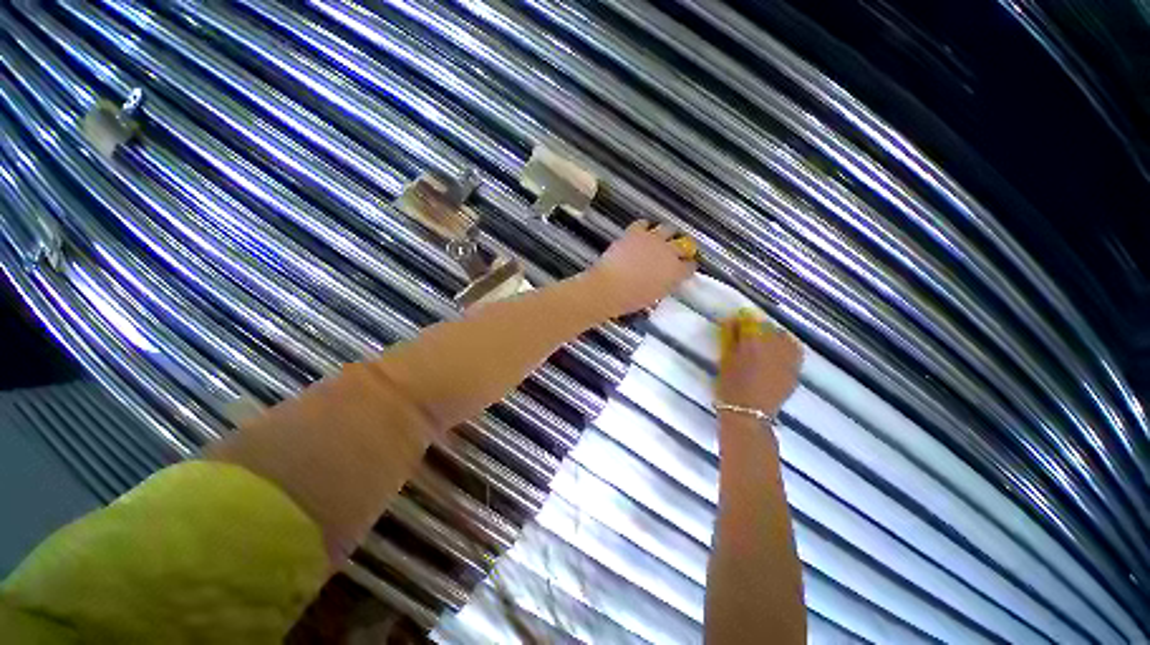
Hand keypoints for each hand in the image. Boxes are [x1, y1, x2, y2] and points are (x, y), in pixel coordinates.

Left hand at [588, 220, 696, 315]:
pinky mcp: (636, 232)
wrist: (610, 287)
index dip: (687, 267)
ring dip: (667, 234)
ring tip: (662, 239)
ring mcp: (653, 240)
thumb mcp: (655, 296)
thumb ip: (665, 285)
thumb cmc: (631, 298)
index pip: (690, 266)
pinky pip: (644, 223)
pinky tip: (643, 232)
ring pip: (668, 229)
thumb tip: (665, 280)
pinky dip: (645, 227)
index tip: (684, 269)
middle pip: (684, 244)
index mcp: (676, 272)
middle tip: (678, 251)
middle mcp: (669, 252)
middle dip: (683, 248)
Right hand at [717, 311, 802, 416]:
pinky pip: (793, 348)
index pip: (750, 319)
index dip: (742, 319)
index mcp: (753, 341)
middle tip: (745, 335)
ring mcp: (788, 357)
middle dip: (756, 327)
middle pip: (767, 325)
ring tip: (762, 343)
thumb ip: (730, 336)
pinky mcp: (796, 368)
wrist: (749, 413)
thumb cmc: (730, 385)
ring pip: (782, 335)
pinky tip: (777, 351)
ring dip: (772, 335)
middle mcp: (775, 345)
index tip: (735, 323)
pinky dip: (786, 345)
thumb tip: (733, 320)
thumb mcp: (725, 358)